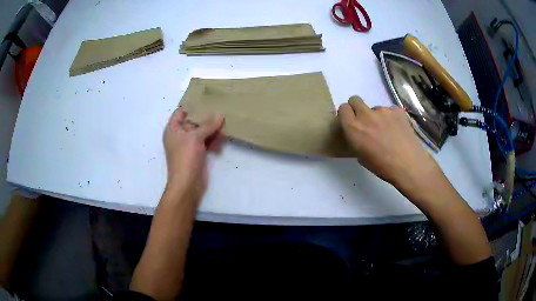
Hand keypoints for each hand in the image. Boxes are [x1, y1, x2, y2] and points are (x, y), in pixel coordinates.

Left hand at [163, 106, 224, 201]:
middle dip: (206, 117)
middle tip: (220, 108)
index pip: (180, 112)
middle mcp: (180, 136)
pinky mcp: (197, 154)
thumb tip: (220, 114)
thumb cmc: (185, 158)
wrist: (187, 185)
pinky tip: (223, 138)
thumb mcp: (195, 138)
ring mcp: (189, 145)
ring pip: (201, 132)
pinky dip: (213, 140)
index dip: (191, 105)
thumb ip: (208, 125)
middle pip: (193, 121)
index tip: (205, 98)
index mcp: (173, 129)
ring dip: (212, 129)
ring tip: (225, 124)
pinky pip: (206, 142)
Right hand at [337, 96, 440, 187]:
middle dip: (357, 108)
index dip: (347, 114)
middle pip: (355, 100)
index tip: (351, 121)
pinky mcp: (397, 110)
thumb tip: (361, 134)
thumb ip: (357, 140)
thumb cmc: (383, 166)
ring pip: (375, 108)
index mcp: (353, 128)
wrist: (408, 165)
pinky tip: (398, 130)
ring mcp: (383, 110)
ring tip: (388, 132)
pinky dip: (392, 118)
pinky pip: (390, 110)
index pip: (343, 108)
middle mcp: (366, 115)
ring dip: (378, 116)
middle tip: (366, 122)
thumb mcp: (362, 157)